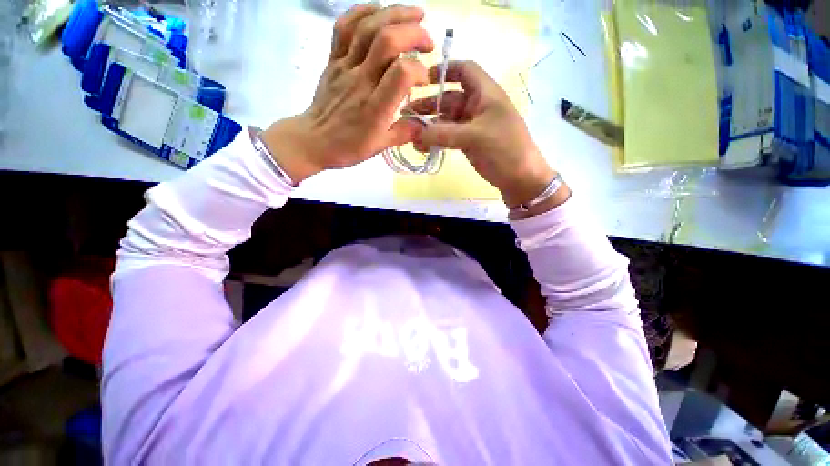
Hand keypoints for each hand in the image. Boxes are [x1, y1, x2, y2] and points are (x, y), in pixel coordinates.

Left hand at [260, 4, 433, 182]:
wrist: (312, 141)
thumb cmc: (347, 147)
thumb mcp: (380, 147)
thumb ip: (404, 133)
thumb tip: (424, 123)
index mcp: (375, 108)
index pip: (401, 74)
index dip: (419, 70)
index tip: (424, 80)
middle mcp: (360, 81)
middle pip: (387, 40)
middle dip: (414, 32)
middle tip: (428, 40)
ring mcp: (344, 66)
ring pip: (367, 26)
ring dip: (394, 13)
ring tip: (414, 14)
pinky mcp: (333, 59)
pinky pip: (344, 26)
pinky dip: (363, 11)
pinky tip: (379, 11)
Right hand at [406, 61, 566, 211]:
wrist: (520, 178)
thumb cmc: (504, 149)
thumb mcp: (474, 137)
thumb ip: (443, 134)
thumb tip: (414, 134)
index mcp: (485, 93)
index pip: (465, 70)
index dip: (445, 70)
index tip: (423, 79)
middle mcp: (477, 106)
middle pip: (449, 98)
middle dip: (428, 104)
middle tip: (406, 113)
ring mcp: (472, 126)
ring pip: (446, 120)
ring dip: (429, 126)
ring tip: (409, 134)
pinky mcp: (468, 143)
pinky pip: (448, 137)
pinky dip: (435, 140)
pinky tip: (421, 147)